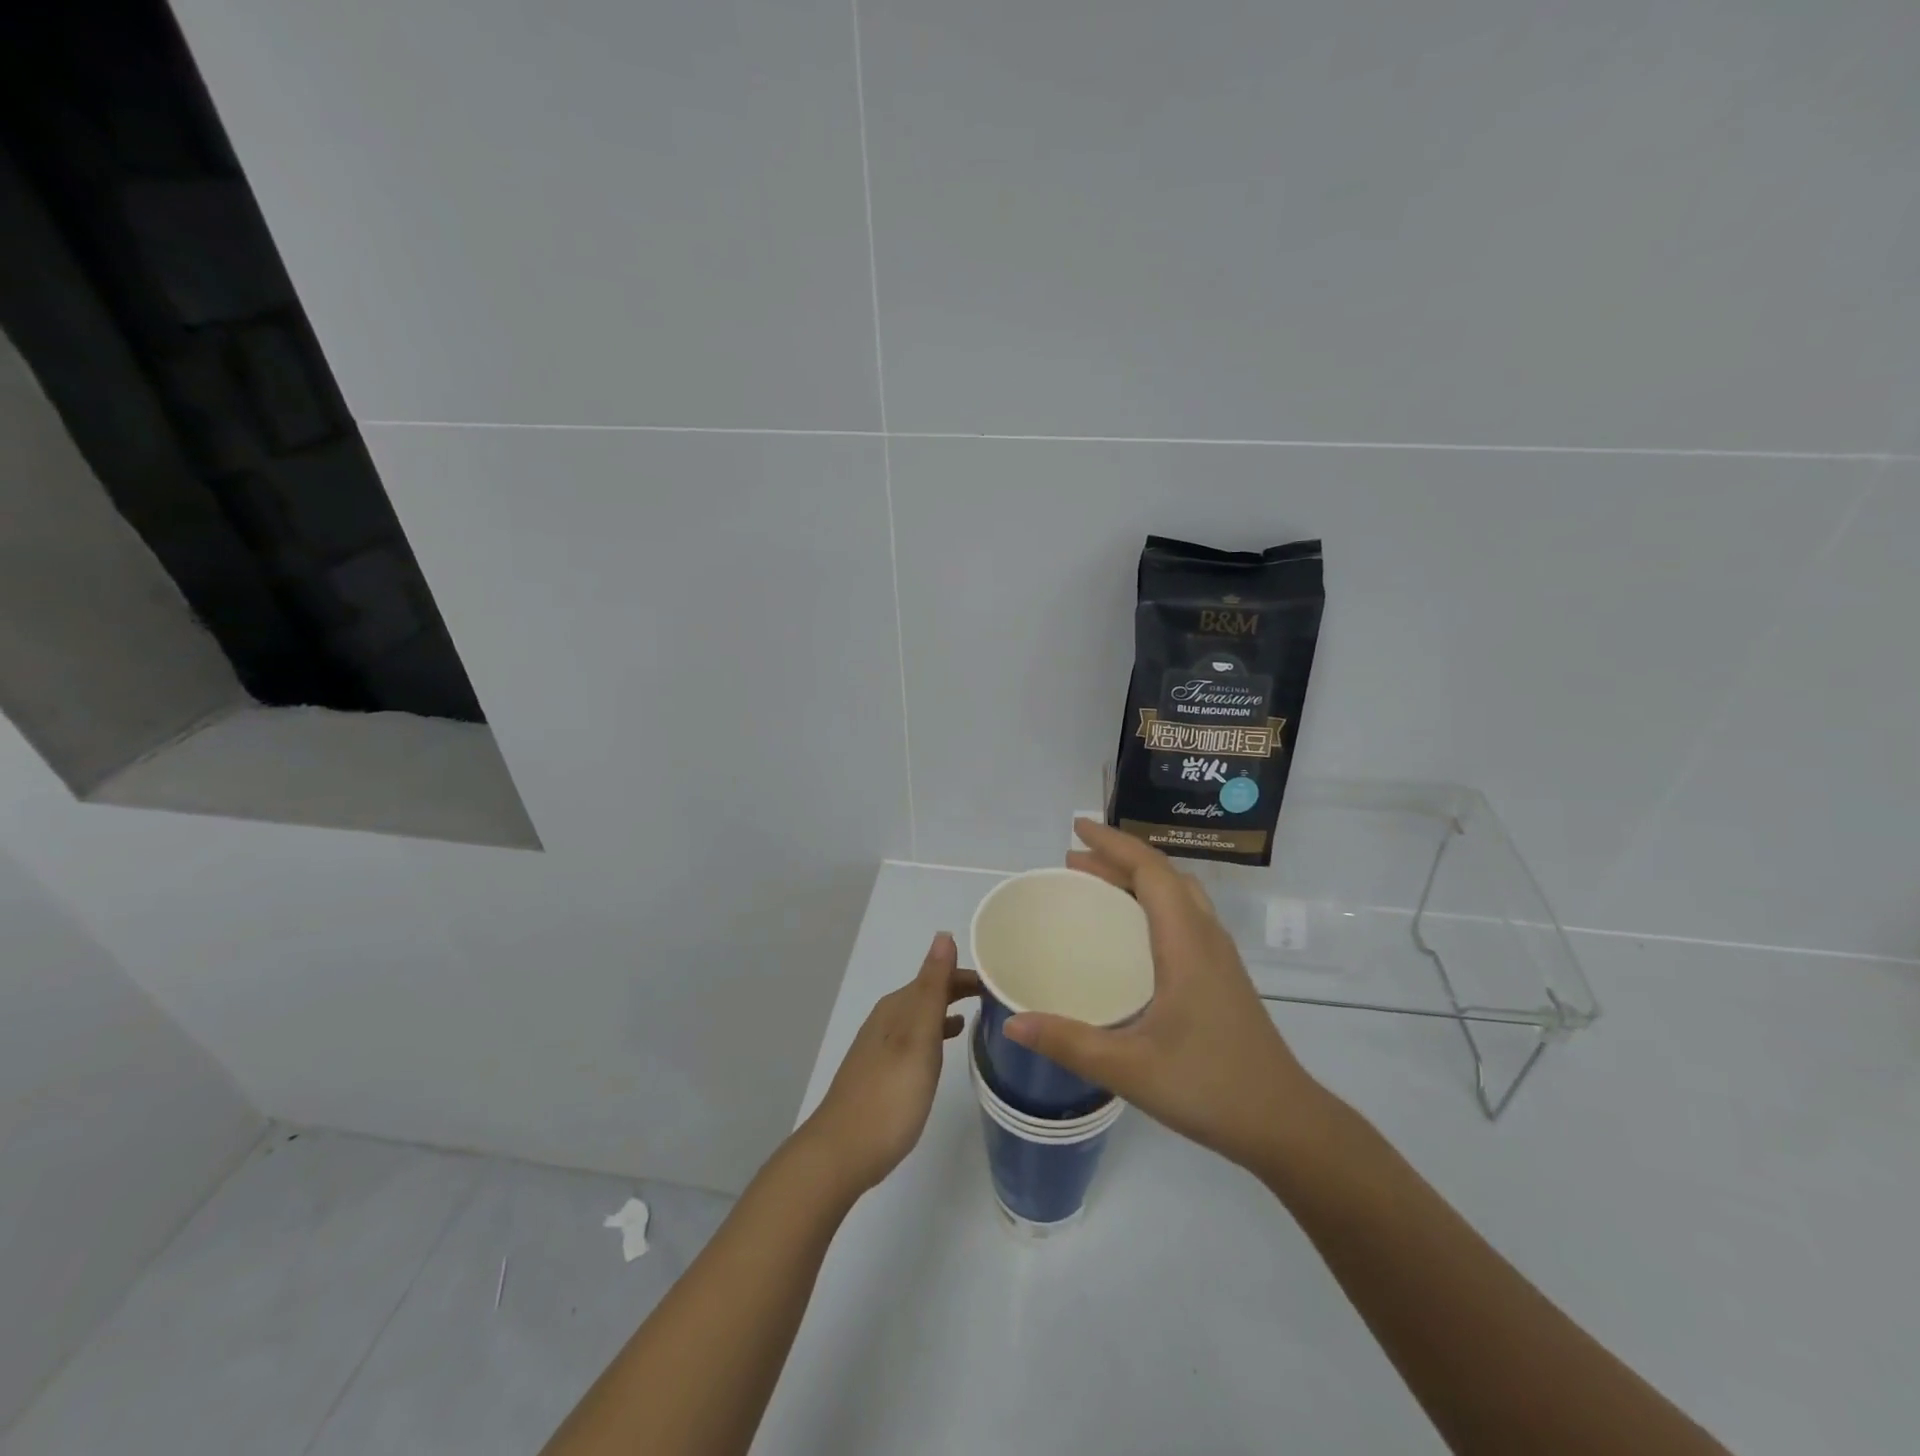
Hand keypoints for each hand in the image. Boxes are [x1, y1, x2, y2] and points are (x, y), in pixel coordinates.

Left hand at [799, 932, 978, 1194]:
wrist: (842, 1152)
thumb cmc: (889, 1095)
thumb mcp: (917, 1036)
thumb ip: (932, 987)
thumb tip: (943, 935)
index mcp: (897, 1007)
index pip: (938, 975)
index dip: (968, 975)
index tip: (1002, 980)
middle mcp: (887, 1019)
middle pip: (929, 993)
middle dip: (961, 989)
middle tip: (999, 997)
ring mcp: (881, 1047)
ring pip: (922, 1016)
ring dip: (949, 1009)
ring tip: (981, 1015)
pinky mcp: (882, 1072)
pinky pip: (916, 1038)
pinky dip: (936, 1033)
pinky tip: (946, 1046)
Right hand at [1005, 821, 1334, 1172]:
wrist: (1285, 1124)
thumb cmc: (1210, 1087)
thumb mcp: (1130, 1069)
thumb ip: (1069, 1043)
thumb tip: (1012, 1023)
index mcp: (1187, 942)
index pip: (1150, 870)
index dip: (1113, 842)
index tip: (1076, 828)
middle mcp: (1206, 937)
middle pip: (1164, 875)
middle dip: (1118, 858)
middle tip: (1073, 860)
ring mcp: (1219, 957)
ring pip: (1178, 894)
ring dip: (1138, 879)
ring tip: (1097, 885)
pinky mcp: (1223, 976)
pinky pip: (1185, 916)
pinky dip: (1153, 903)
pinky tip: (1132, 934)